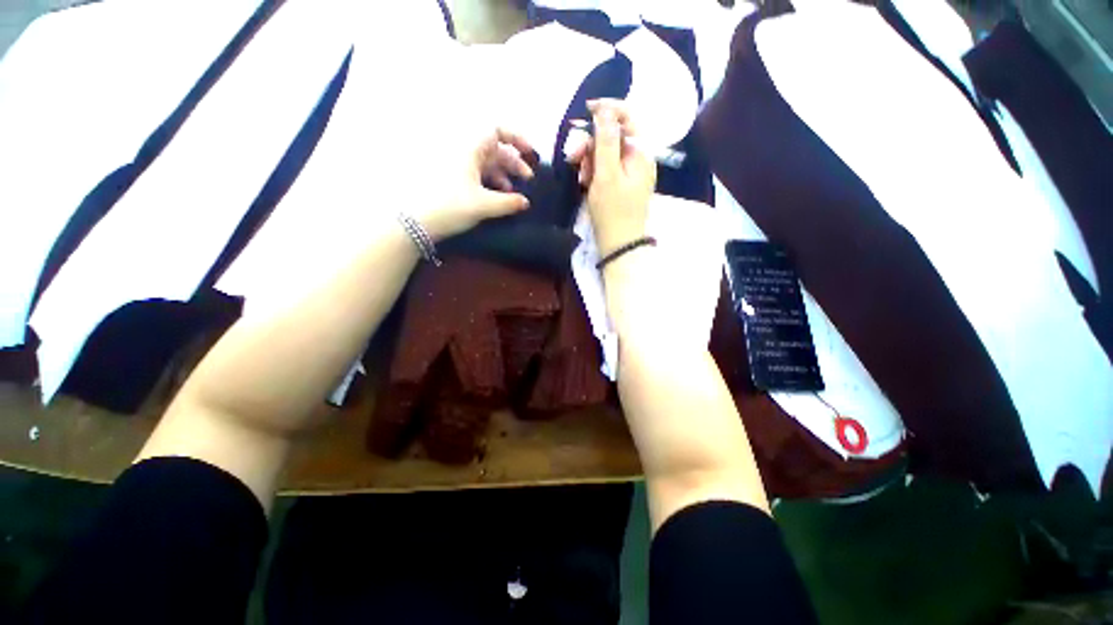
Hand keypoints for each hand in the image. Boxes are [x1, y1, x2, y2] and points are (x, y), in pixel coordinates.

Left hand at [415, 128, 535, 240]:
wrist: (416, 222)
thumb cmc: (450, 206)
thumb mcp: (483, 205)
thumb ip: (509, 203)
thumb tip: (525, 202)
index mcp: (470, 148)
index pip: (497, 130)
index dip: (517, 138)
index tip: (530, 155)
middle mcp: (463, 152)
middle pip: (495, 149)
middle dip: (514, 163)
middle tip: (528, 181)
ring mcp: (457, 165)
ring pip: (487, 163)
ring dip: (504, 175)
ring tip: (514, 194)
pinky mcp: (453, 178)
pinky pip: (478, 174)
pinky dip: (491, 183)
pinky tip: (498, 197)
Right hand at [565, 99, 655, 256]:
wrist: (619, 245)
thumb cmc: (612, 212)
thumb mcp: (606, 175)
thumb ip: (605, 141)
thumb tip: (605, 110)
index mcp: (641, 152)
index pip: (628, 117)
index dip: (607, 110)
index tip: (585, 111)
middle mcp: (638, 158)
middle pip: (614, 135)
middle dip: (591, 141)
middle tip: (573, 156)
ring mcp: (631, 172)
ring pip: (607, 152)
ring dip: (590, 158)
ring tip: (580, 175)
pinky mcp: (622, 184)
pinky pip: (606, 168)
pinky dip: (594, 171)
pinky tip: (585, 182)